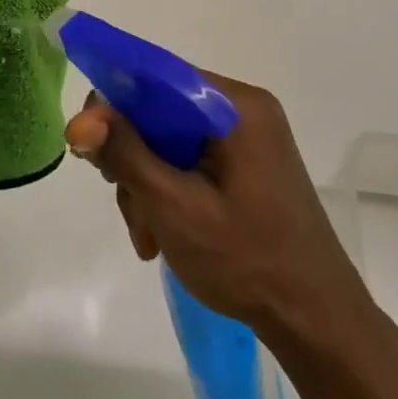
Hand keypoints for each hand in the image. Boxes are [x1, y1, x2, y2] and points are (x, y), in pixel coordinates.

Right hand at [65, 75, 383, 358]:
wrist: (317, 322)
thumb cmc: (246, 260)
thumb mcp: (173, 206)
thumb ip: (125, 154)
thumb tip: (80, 119)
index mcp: (235, 106)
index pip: (156, 76)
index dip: (114, 103)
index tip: (87, 144)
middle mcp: (243, 110)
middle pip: (160, 112)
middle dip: (132, 159)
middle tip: (127, 205)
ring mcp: (248, 138)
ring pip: (169, 140)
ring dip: (147, 184)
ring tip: (148, 236)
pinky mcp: (247, 164)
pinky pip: (190, 160)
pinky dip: (168, 191)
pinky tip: (162, 234)